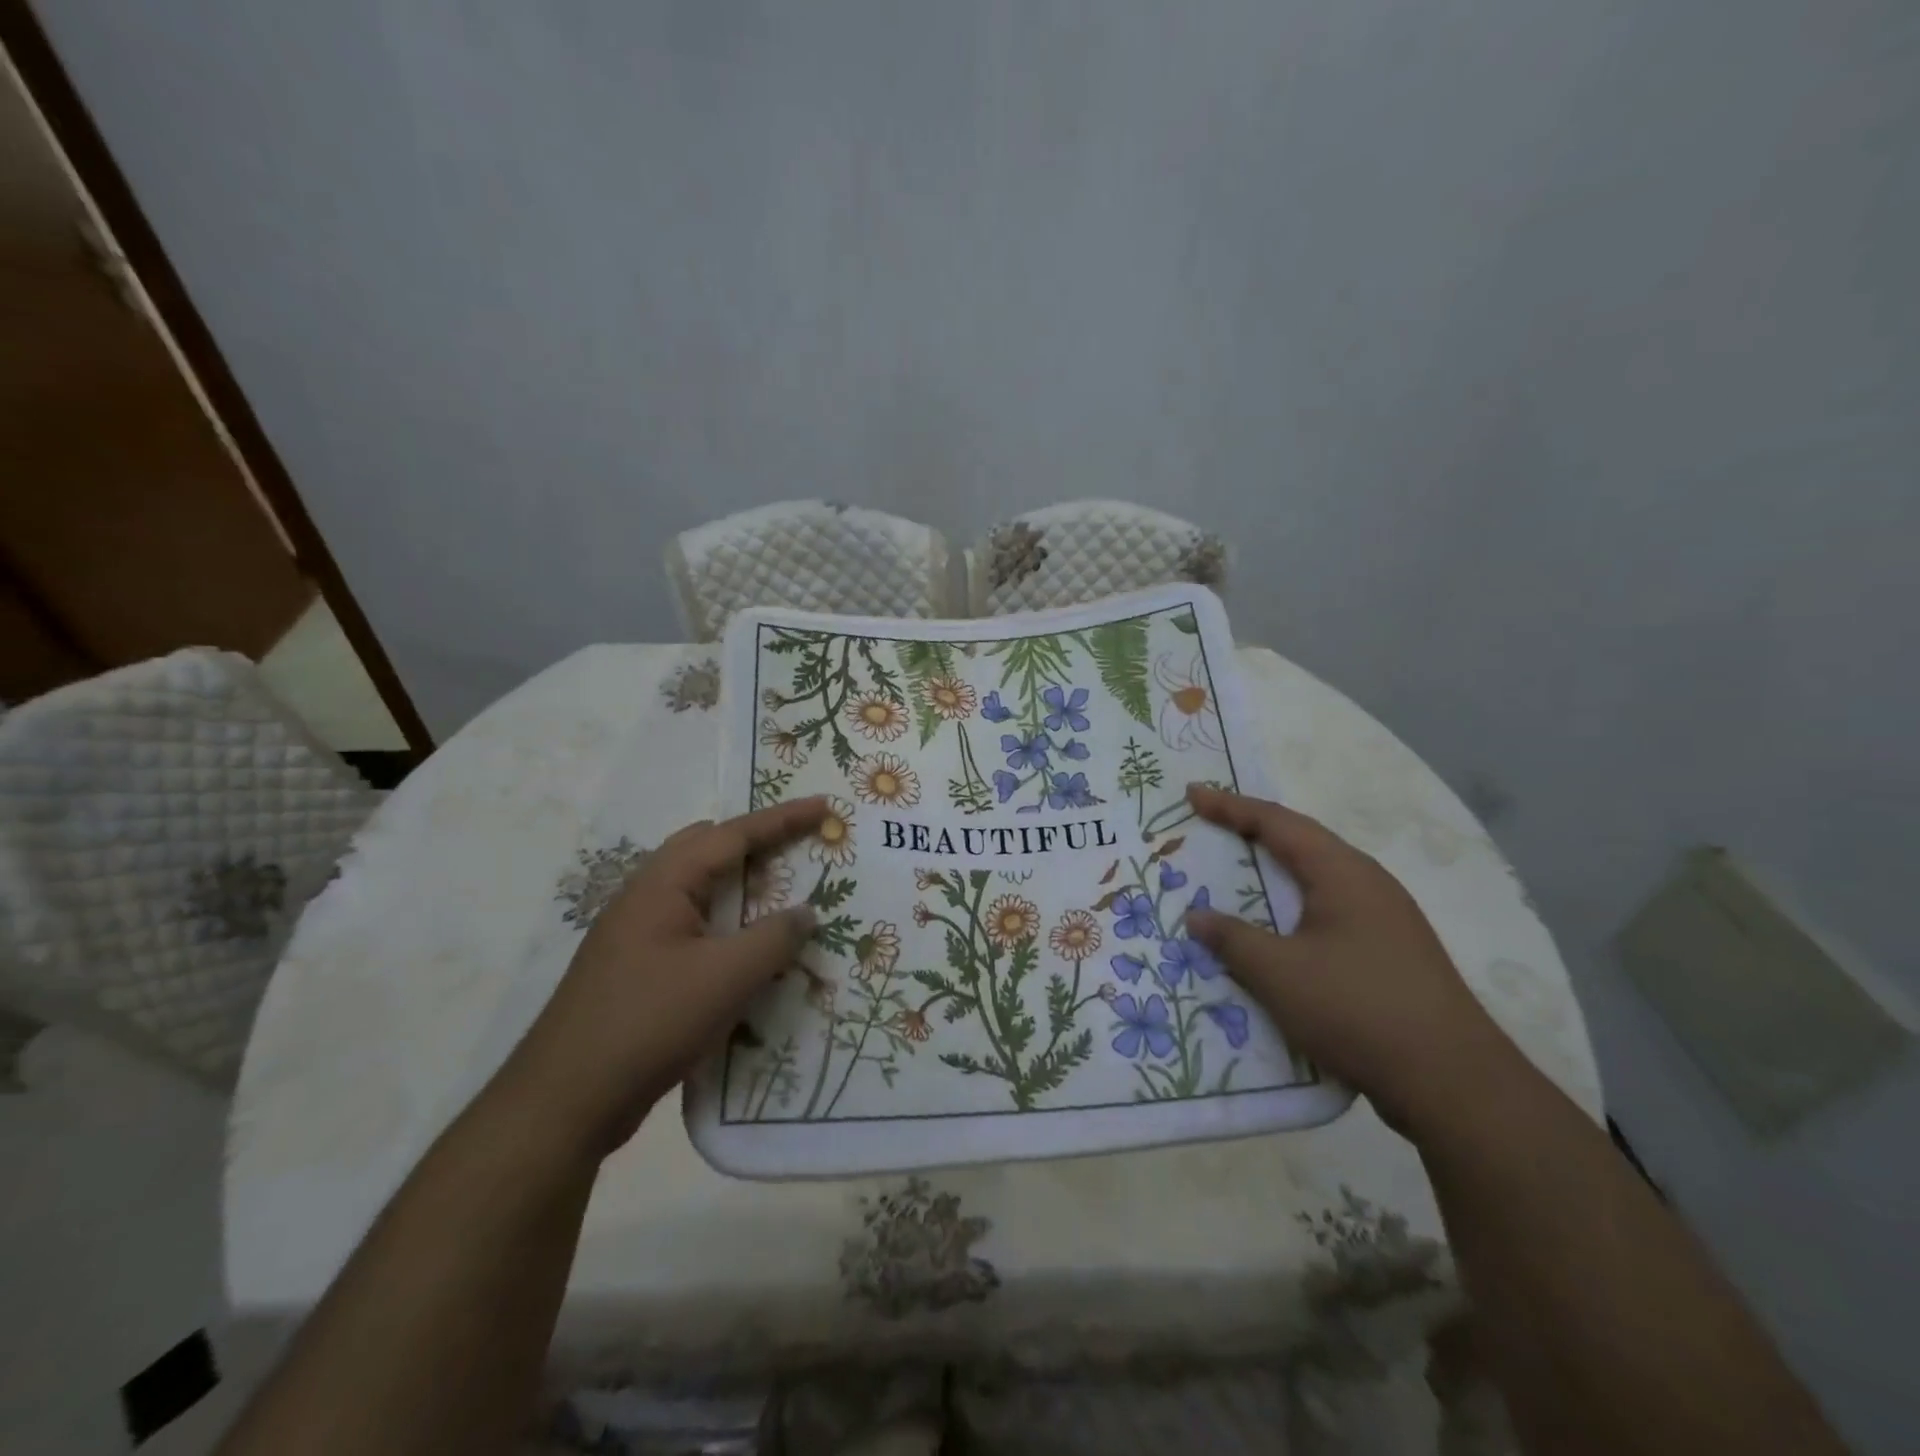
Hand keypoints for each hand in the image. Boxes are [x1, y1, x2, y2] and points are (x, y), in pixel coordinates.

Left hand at [499, 798, 825, 1156]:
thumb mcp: (725, 978)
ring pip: (702, 893)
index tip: (823, 806)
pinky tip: (749, 953)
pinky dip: (729, 927)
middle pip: (710, 852)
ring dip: (744, 890)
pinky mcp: (639, 969)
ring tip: (784, 898)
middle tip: (802, 850)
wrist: (564, 1101)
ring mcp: (638, 934)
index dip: (782, 819)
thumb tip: (805, 912)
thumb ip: (774, 938)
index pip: (732, 835)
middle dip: (759, 845)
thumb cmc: (648, 1023)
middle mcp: (647, 897)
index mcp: (663, 884)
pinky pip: (695, 928)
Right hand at [1183, 785, 1522, 1134]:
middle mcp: (1368, 884)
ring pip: (1317, 879)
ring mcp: (1385, 920)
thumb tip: (1197, 917)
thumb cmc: (1357, 1009)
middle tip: (1210, 827)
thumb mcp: (1278, 973)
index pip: (1277, 823)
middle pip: (1301, 843)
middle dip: (1253, 832)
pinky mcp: (1390, 954)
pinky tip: (1278, 932)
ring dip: (1274, 872)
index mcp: (1342, 873)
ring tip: (1237, 874)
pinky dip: (1292, 908)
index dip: (1230, 807)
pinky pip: (1328, 912)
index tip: (1192, 795)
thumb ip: (1232, 939)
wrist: (1453, 1082)